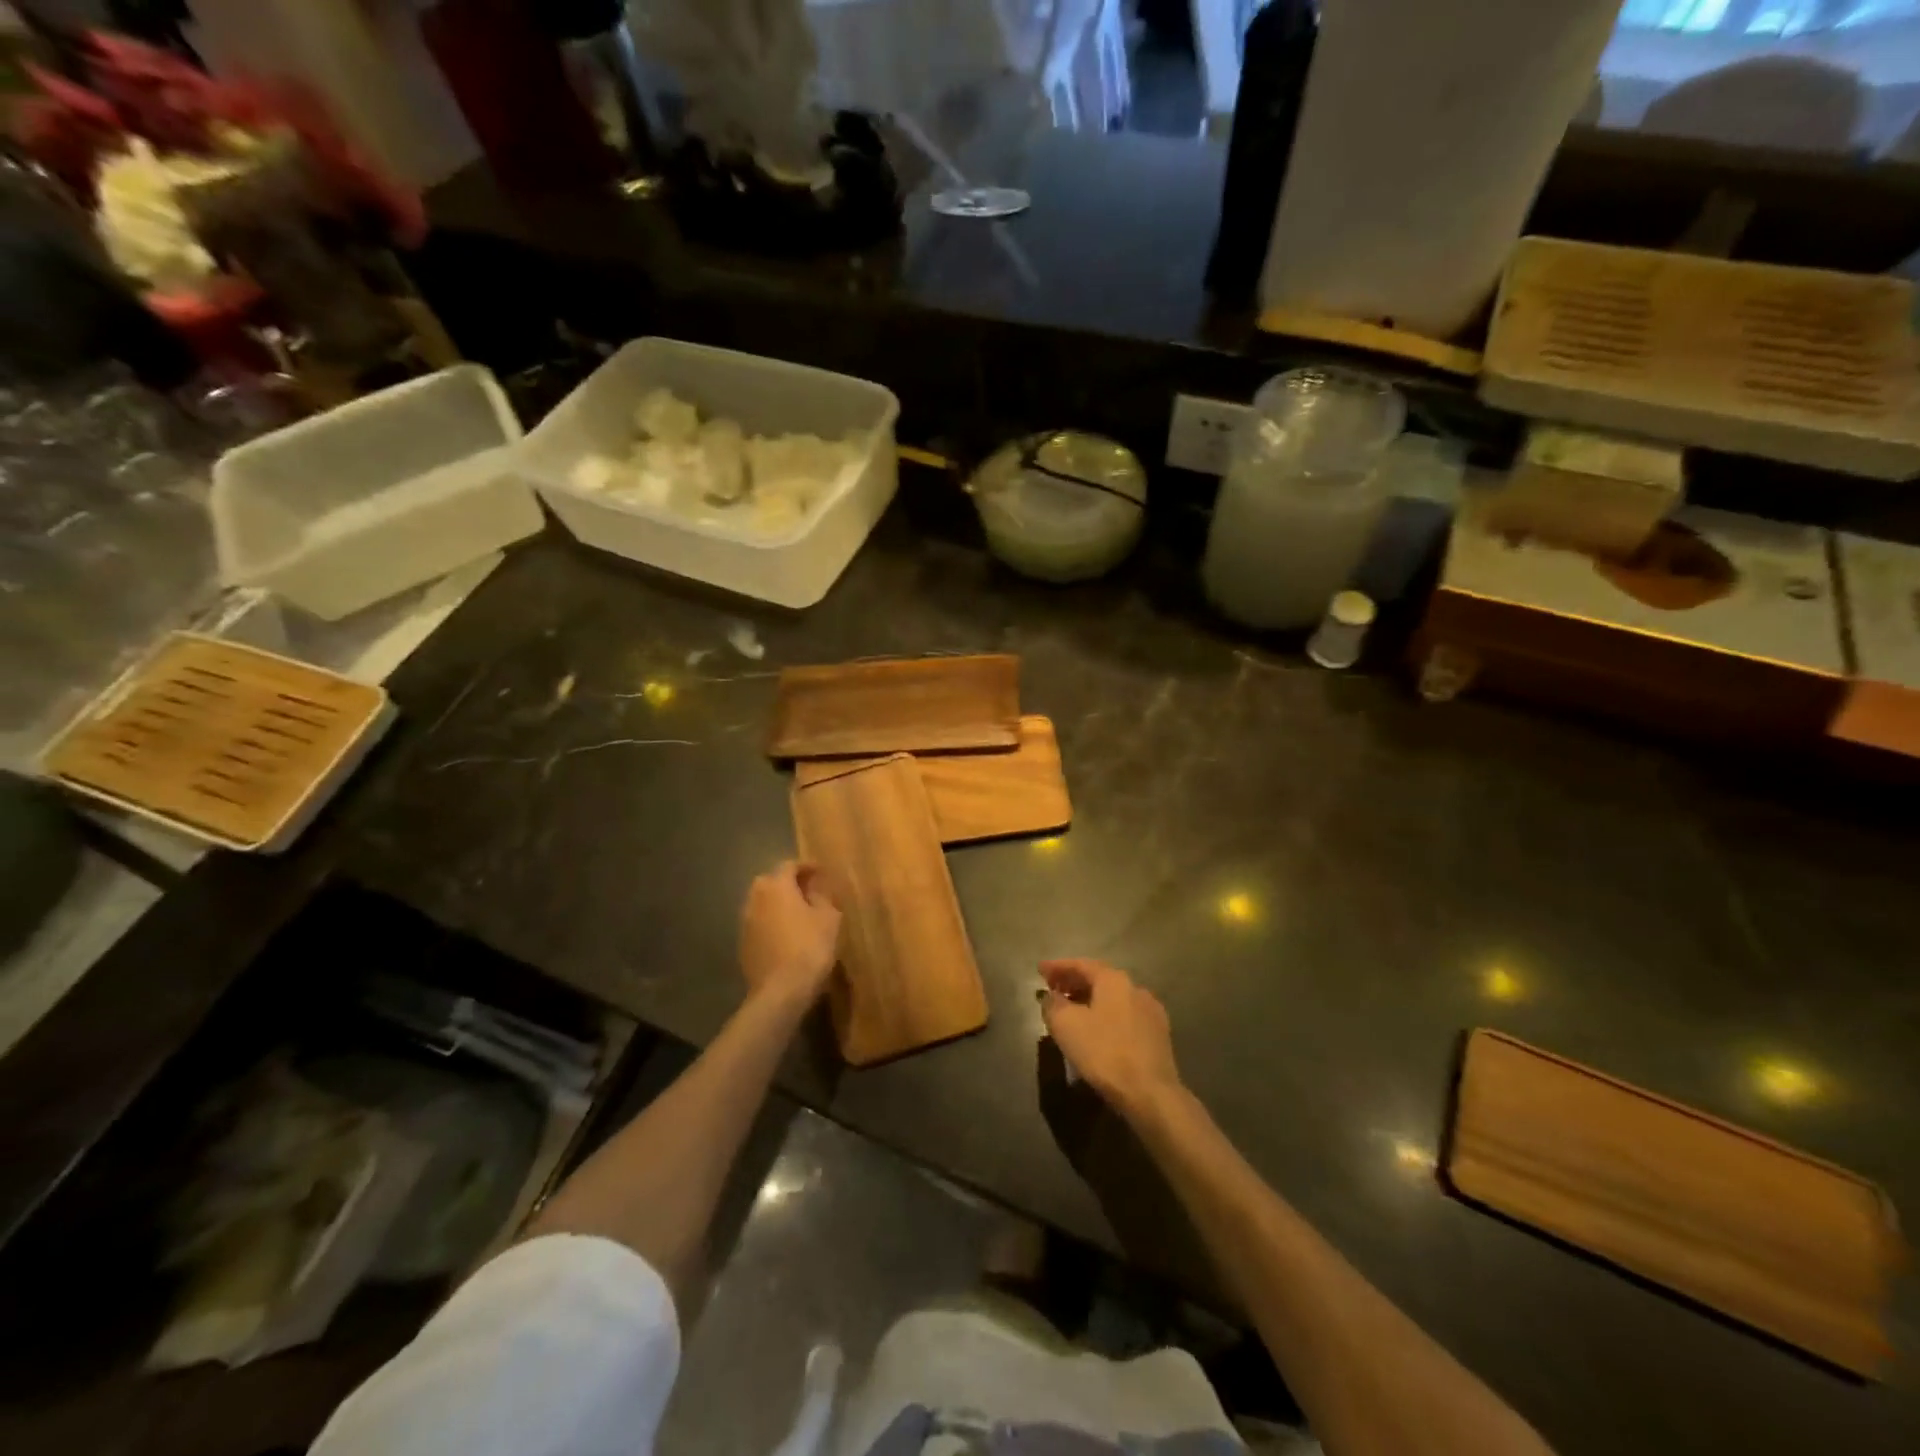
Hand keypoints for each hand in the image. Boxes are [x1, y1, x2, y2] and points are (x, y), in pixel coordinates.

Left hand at [740, 861, 841, 1008]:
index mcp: (777, 886)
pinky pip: (759, 923)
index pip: (789, 865)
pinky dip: (771, 922)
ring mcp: (745, 922)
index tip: (820, 872)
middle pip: (771, 881)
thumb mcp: (829, 918)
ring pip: (762, 903)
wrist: (780, 991)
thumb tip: (814, 889)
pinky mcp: (743, 944)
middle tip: (808, 891)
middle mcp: (756, 898)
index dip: (806, 866)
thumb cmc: (810, 947)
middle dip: (788, 883)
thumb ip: (822, 897)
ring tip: (798, 913)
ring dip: (778, 903)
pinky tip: (786, 935)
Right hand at [1039, 958, 1181, 1116]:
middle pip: (1099, 979)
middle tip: (1052, 989)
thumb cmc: (1104, 1052)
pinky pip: (1124, 1016)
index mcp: (1114, 980)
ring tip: (1071, 1010)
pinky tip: (1097, 1030)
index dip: (1058, 967)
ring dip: (1090, 1000)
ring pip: (1113, 998)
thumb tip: (1051, 997)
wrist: (1151, 1093)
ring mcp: (1150, 1012)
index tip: (1039, 970)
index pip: (1081, 964)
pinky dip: (1106, 1016)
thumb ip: (1053, 1004)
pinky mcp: (1159, 1035)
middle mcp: (1135, 988)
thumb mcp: (1066, 1025)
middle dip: (1073, 982)